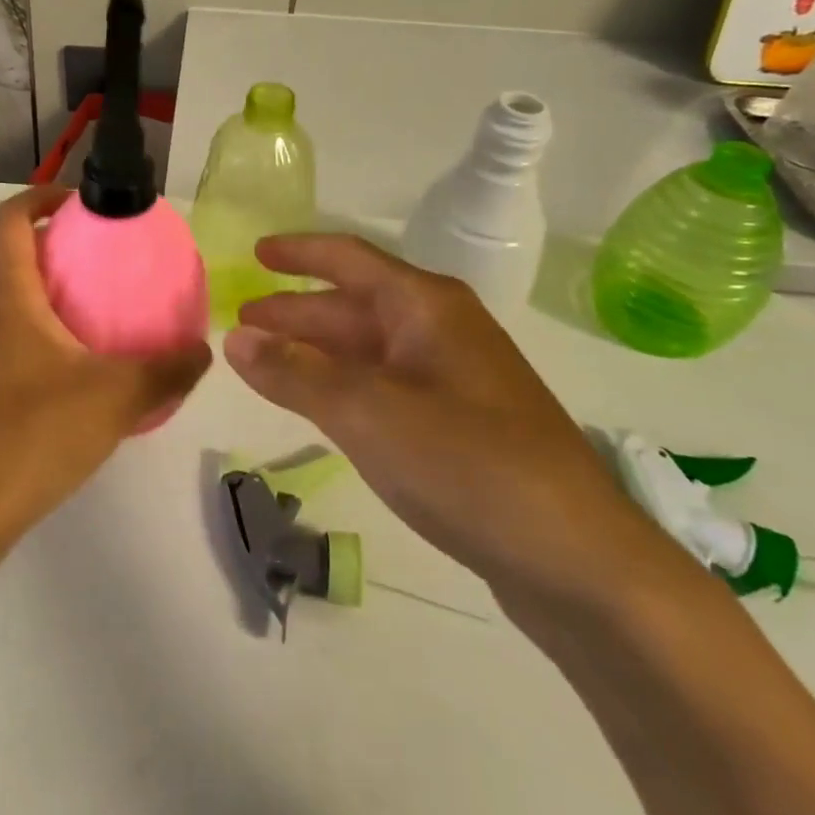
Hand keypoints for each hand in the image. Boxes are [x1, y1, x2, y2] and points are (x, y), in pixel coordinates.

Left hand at [0, 186, 212, 531]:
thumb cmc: (38, 432)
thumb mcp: (118, 397)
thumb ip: (168, 369)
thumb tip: (203, 349)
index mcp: (7, 294)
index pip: (9, 218)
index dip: (39, 196)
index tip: (77, 204)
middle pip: (4, 257)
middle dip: (45, 250)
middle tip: (90, 266)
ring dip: (33, 293)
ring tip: (81, 317)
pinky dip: (22, 331)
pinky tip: (61, 371)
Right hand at [225, 234, 678, 609]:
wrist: (580, 562)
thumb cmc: (468, 464)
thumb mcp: (366, 413)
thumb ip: (294, 373)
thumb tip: (235, 337)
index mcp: (425, 306)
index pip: (348, 258)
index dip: (297, 252)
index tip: (253, 253)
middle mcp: (441, 329)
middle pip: (353, 305)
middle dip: (296, 312)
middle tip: (241, 323)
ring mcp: (453, 378)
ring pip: (367, 349)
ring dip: (315, 352)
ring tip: (264, 363)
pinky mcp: (460, 423)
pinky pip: (384, 386)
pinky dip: (342, 386)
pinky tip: (320, 404)